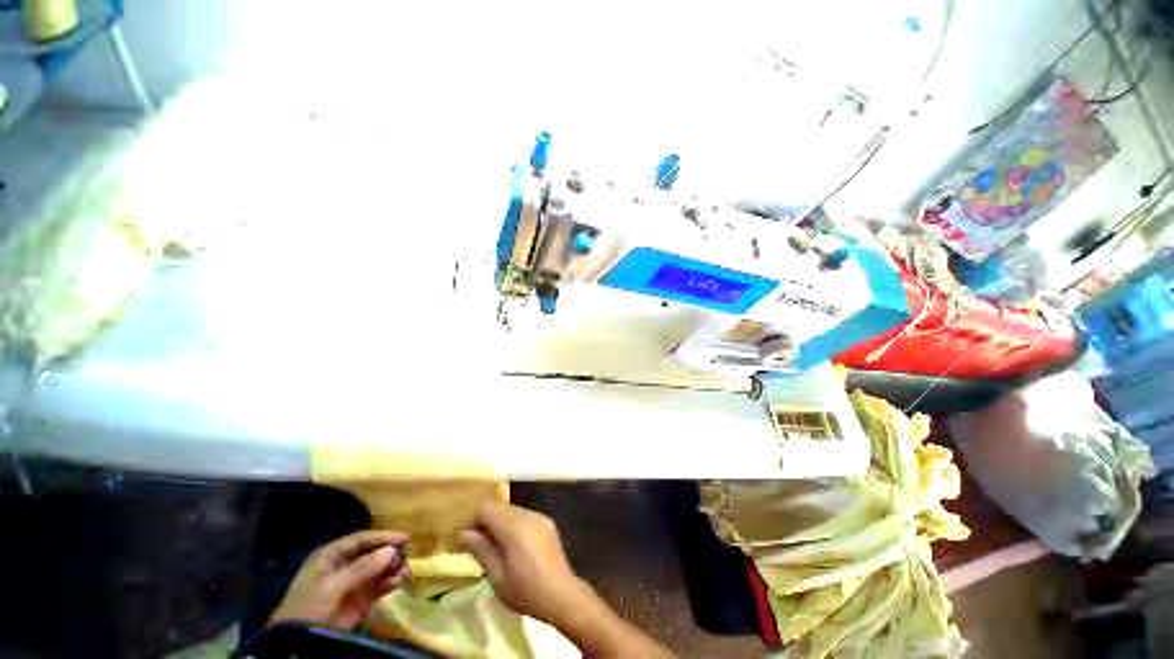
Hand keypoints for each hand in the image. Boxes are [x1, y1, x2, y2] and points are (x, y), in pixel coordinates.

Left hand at [269, 530, 409, 630]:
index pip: (362, 539)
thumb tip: (392, 551)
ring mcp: (353, 583)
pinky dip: (390, 583)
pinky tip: (398, 582)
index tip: (404, 538)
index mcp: (332, 555)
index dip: (383, 537)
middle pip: (373, 552)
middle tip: (405, 555)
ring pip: (379, 568)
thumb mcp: (332, 585)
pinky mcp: (361, 599)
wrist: (299, 642)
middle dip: (389, 553)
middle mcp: (345, 565)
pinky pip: (379, 586)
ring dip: (392, 568)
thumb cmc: (309, 606)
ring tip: (404, 571)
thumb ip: (362, 568)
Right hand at [459, 502, 588, 628]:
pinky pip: (524, 516)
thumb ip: (481, 550)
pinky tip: (515, 546)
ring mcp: (539, 516)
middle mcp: (527, 515)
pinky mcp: (547, 522)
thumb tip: (464, 533)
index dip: (474, 520)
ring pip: (512, 510)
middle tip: (481, 545)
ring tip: (498, 548)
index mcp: (514, 526)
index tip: (469, 538)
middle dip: (487, 521)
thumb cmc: (525, 591)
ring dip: (501, 523)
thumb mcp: (497, 577)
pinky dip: (515, 525)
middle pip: (500, 506)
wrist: (562, 595)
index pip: (486, 507)